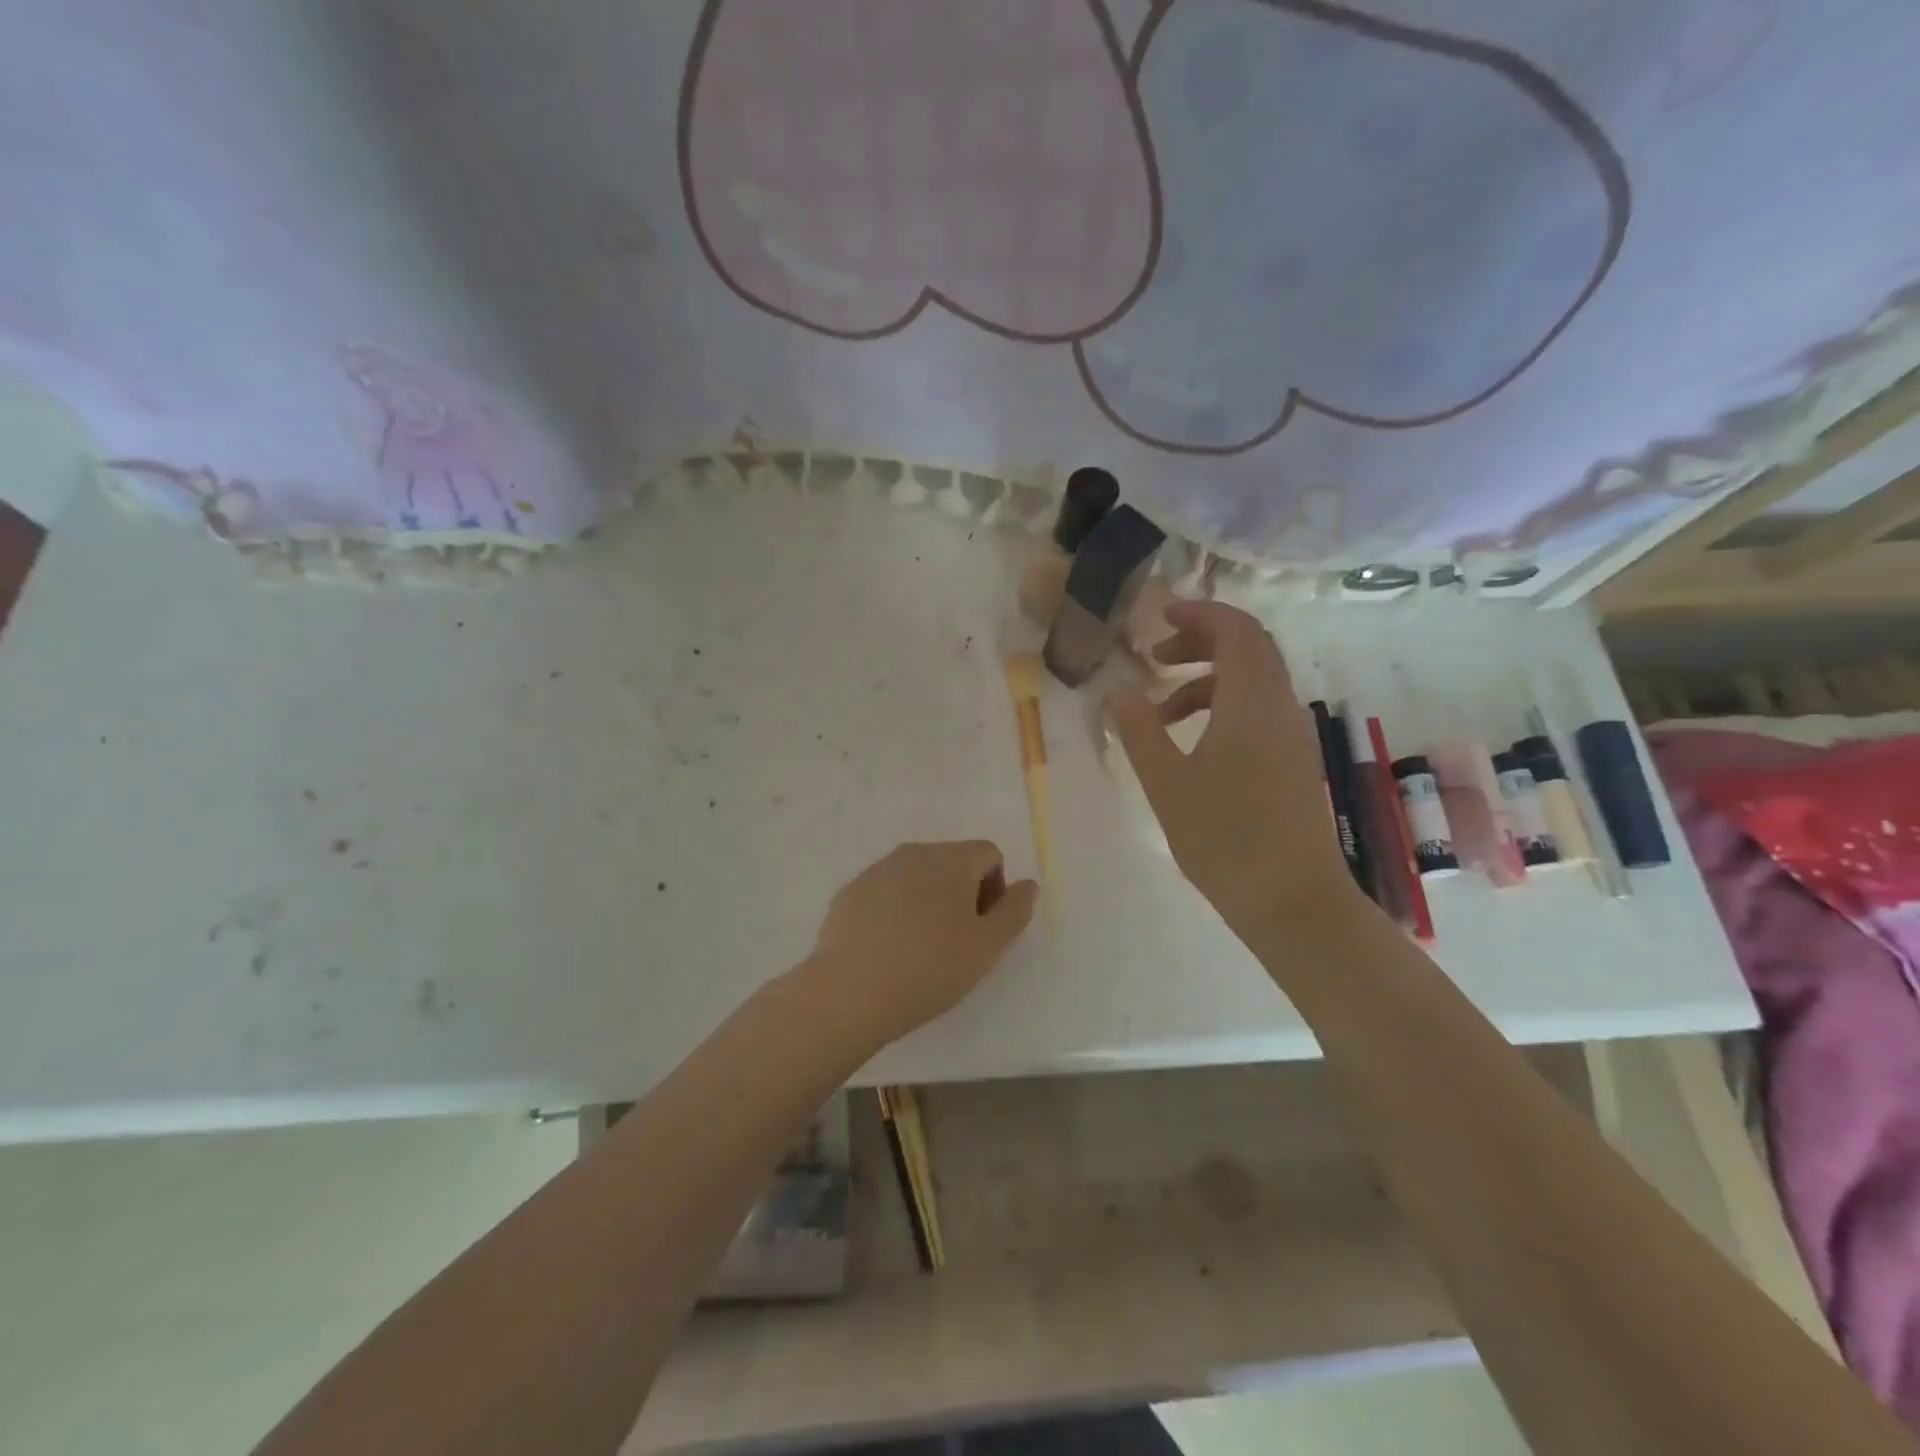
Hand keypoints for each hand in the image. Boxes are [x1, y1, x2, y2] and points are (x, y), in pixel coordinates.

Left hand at [798, 841, 1038, 1052]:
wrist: (850, 992)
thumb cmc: (930, 968)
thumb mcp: (988, 946)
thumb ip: (1015, 910)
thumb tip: (1027, 885)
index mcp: (950, 859)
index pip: (988, 854)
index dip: (996, 888)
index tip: (984, 929)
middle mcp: (913, 853)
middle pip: (952, 862)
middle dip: (963, 894)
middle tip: (957, 943)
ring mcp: (876, 871)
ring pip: (916, 877)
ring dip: (929, 902)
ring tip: (921, 950)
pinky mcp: (849, 893)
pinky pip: (886, 894)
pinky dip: (896, 912)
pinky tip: (889, 951)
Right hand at [1108, 601, 1364, 935]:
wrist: (1294, 902)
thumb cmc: (1225, 839)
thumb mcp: (1166, 784)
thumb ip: (1139, 731)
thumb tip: (1118, 692)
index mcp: (1252, 703)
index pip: (1237, 630)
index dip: (1200, 613)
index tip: (1160, 617)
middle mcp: (1281, 708)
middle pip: (1249, 649)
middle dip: (1200, 641)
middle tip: (1155, 656)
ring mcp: (1293, 736)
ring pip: (1253, 682)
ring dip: (1206, 679)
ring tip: (1159, 710)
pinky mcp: (1294, 761)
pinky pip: (1259, 711)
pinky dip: (1223, 707)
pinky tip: (1192, 743)